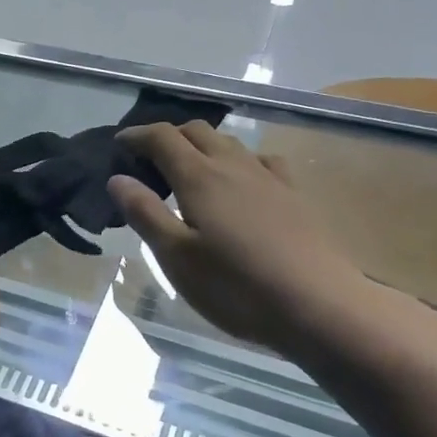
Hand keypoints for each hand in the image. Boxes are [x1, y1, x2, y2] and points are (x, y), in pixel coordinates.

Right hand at [109, 122, 368, 358]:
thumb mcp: (176, 257)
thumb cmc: (236, 286)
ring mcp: (268, 177)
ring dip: (202, 145)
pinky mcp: (294, 195)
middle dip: (168, 136)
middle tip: (148, 161)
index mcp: (199, 177)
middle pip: (196, 130)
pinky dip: (238, 160)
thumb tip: (117, 177)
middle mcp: (233, 165)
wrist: (320, 306)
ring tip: (188, 171)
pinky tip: (240, 182)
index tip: (118, 145)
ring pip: (229, 142)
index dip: (137, 136)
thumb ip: (145, 212)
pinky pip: (260, 160)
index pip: (162, 137)